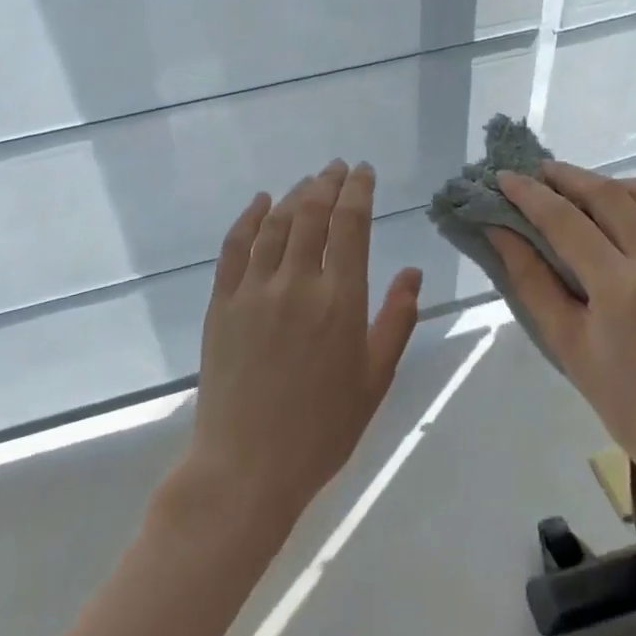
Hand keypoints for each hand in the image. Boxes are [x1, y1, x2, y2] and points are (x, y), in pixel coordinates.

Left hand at [182, 160, 422, 534]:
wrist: (247, 467)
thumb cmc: (322, 429)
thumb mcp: (375, 379)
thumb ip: (396, 320)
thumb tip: (414, 271)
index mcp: (340, 301)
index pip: (351, 225)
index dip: (358, 190)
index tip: (363, 171)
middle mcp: (297, 283)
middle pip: (312, 213)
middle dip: (327, 183)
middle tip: (337, 168)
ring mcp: (254, 290)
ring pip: (276, 224)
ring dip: (294, 195)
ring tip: (308, 182)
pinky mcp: (222, 303)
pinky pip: (235, 246)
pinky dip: (249, 217)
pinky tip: (260, 202)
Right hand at [487, 162, 635, 472]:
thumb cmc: (621, 397)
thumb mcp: (564, 339)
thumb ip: (529, 277)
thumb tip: (497, 230)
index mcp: (622, 286)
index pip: (567, 221)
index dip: (531, 195)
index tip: (503, 177)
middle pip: (608, 194)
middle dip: (566, 176)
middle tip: (534, 172)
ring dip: (606, 183)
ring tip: (574, 190)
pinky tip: (615, 217)